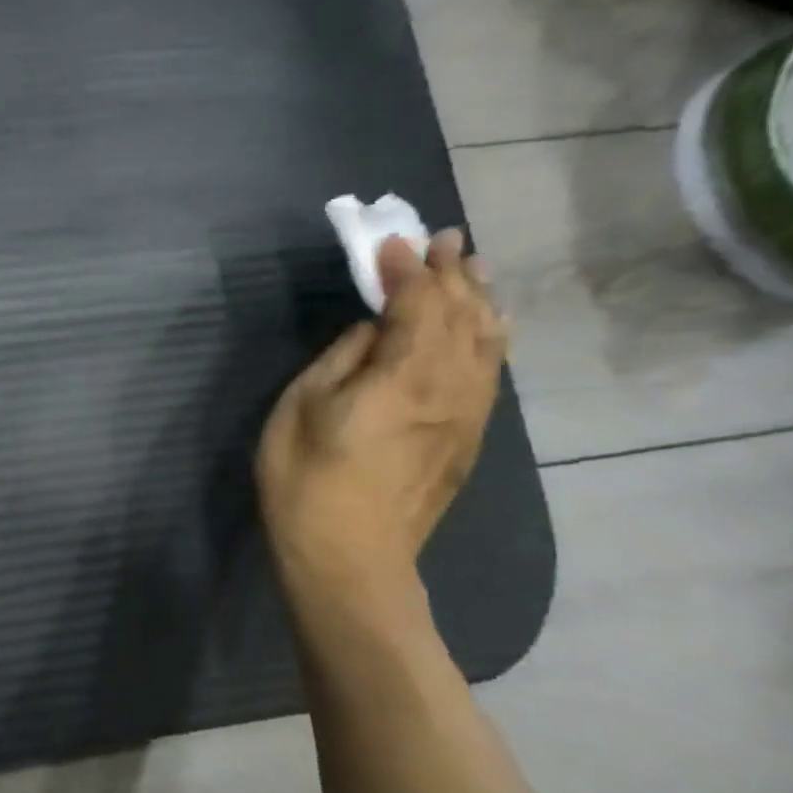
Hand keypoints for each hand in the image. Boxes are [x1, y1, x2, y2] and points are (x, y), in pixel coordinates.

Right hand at [256, 230, 507, 597]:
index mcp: (403, 376)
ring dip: (479, 299)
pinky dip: (490, 336)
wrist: (350, 554)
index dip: (405, 268)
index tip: (390, 239)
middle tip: (444, 238)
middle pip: (463, 315)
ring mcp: (468, 414)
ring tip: (472, 268)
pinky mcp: (470, 437)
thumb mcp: (302, 408)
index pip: (416, 304)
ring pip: (487, 341)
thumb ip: (340, 359)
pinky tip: (489, 325)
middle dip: (452, 272)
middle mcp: (451, 387)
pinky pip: (490, 370)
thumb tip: (370, 331)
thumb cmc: (306, 477)